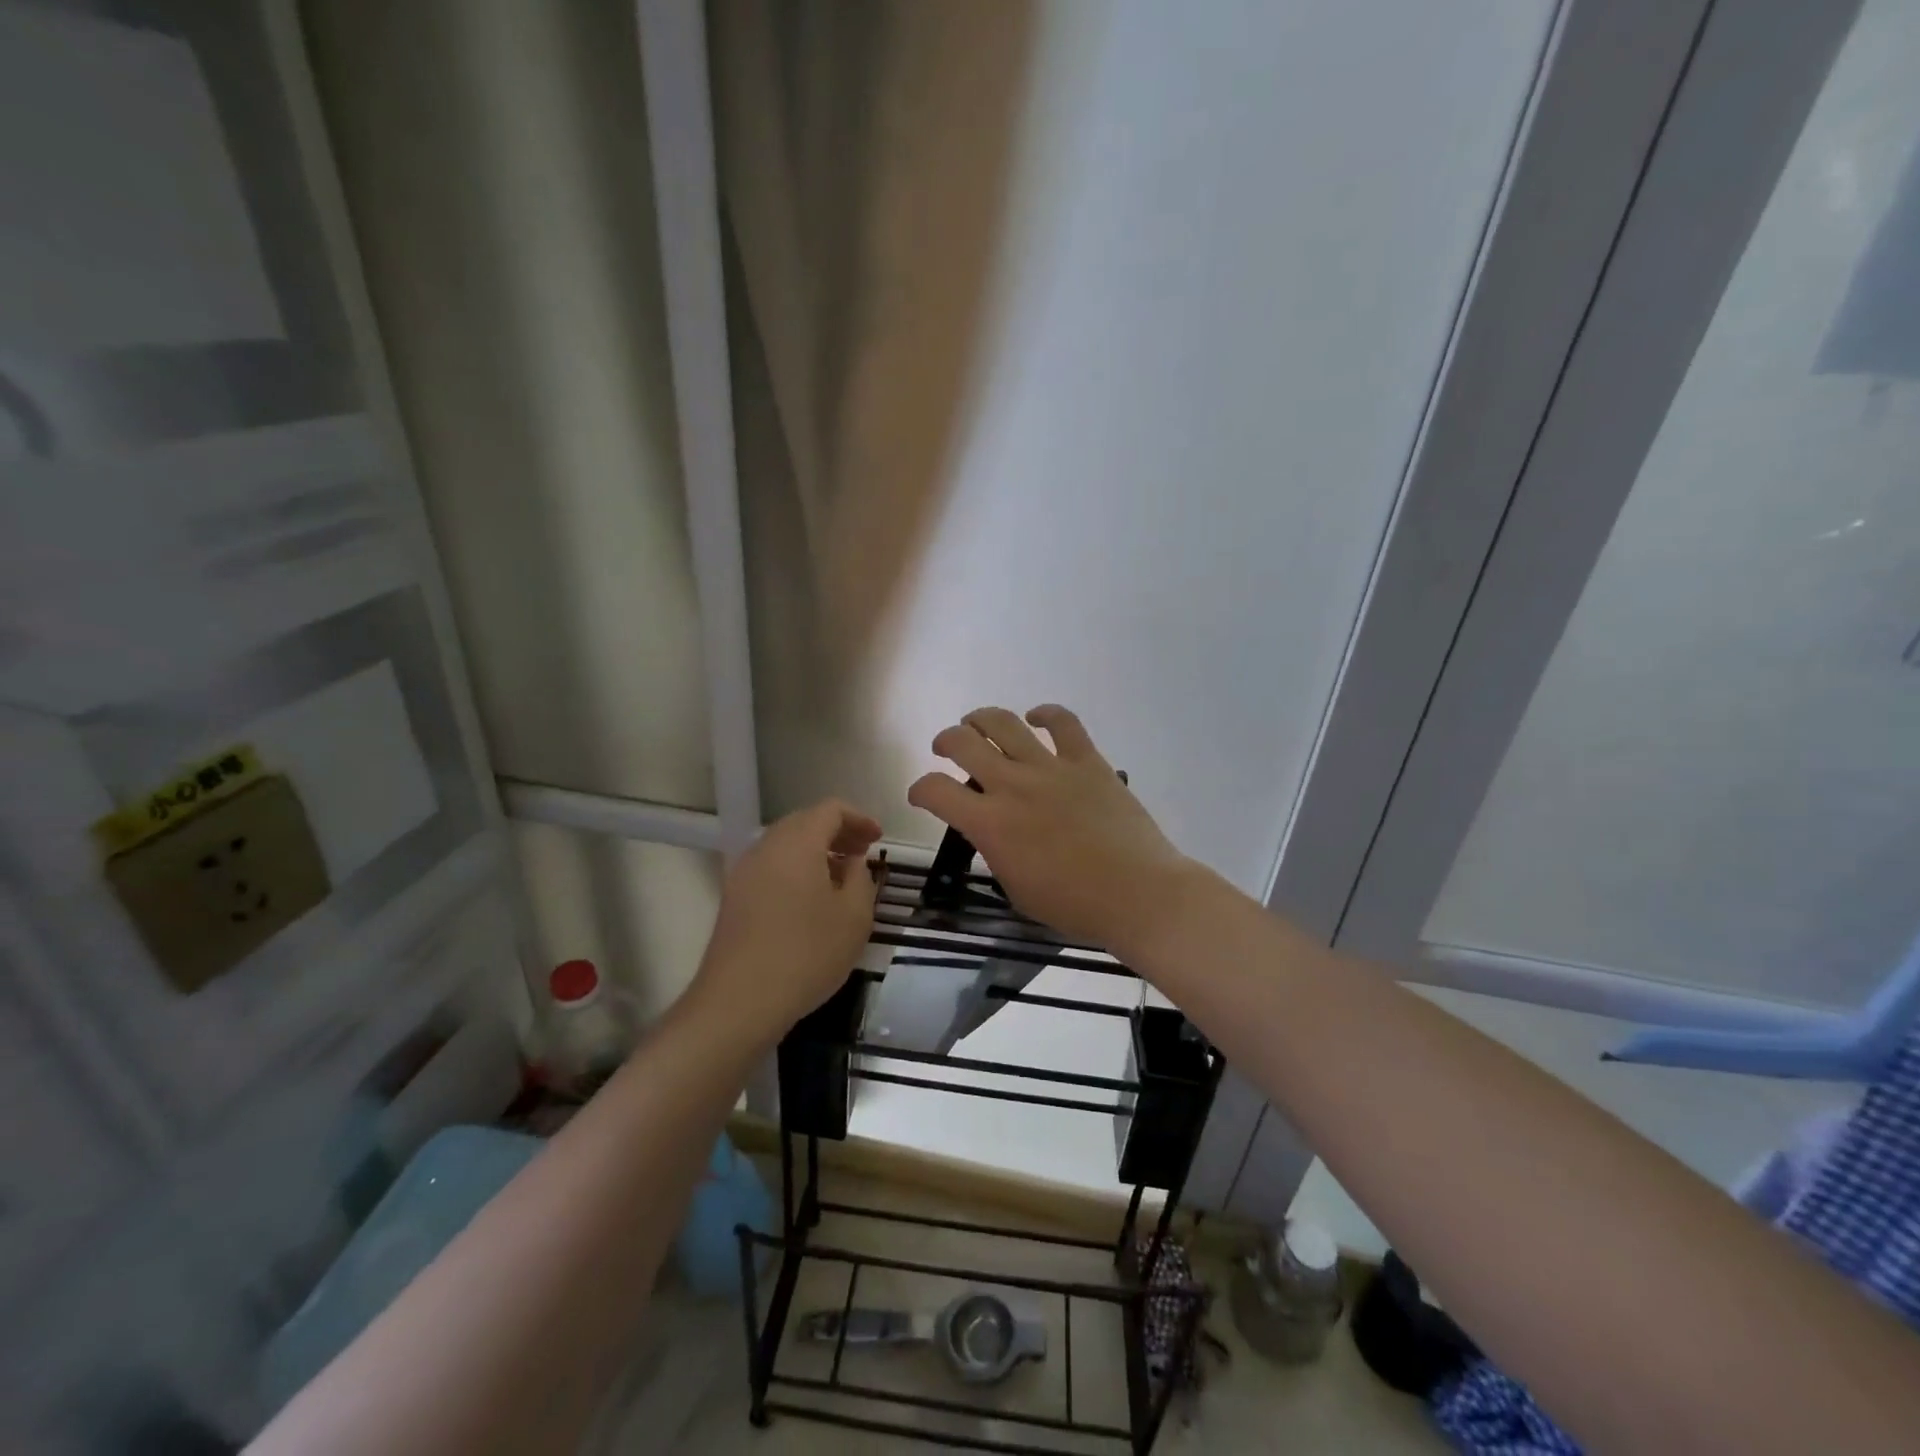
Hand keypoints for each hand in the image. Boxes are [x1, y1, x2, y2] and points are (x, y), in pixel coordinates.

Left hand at [690, 800, 884, 1044]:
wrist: (739, 1001)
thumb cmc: (807, 953)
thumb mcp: (854, 916)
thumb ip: (860, 878)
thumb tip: (852, 862)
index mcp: (797, 842)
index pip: (830, 809)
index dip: (858, 818)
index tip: (878, 839)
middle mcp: (766, 847)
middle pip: (804, 822)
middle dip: (837, 832)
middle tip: (863, 853)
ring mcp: (744, 872)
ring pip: (785, 845)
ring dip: (816, 851)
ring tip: (841, 877)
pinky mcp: (734, 897)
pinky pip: (771, 867)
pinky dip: (796, 868)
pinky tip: (812, 899)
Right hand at [907, 705, 1196, 949]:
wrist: (1137, 893)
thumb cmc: (1074, 905)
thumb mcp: (1015, 888)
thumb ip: (996, 852)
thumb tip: (993, 832)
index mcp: (990, 824)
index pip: (935, 791)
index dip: (919, 789)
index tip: (921, 795)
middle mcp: (1013, 785)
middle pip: (963, 743)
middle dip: (946, 741)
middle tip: (946, 748)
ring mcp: (1051, 768)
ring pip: (1004, 723)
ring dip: (981, 719)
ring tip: (976, 724)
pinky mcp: (1087, 760)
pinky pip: (1063, 722)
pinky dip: (1045, 713)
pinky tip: (1036, 717)